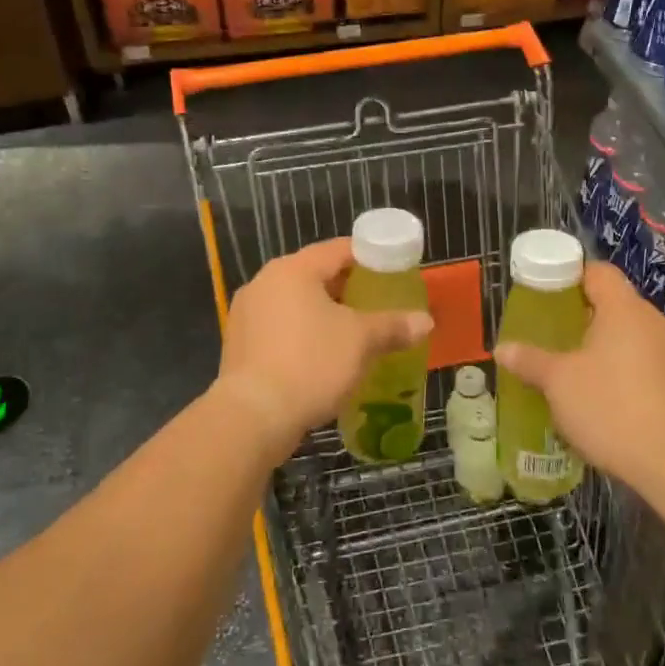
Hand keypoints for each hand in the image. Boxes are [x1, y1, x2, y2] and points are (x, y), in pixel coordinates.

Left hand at [210, 238, 433, 457]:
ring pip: (295, 303)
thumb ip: (393, 326)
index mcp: (293, 269)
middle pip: (314, 275)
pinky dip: (302, 334)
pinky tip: (321, 356)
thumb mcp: (361, 342)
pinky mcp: (239, 345)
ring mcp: (246, 314)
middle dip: (346, 288)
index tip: (391, 270)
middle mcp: (264, 282)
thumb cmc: (311, 364)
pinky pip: (279, 328)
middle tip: (376, 302)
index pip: (337, 250)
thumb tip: (425, 321)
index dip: (368, 257)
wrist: (253, 416)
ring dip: (323, 313)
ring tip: (353, 332)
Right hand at [492, 262, 664, 494]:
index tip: (548, 295)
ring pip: (634, 338)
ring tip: (580, 373)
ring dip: (609, 349)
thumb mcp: (558, 382)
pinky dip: (629, 374)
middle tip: (556, 337)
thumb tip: (502, 349)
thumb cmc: (610, 405)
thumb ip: (530, 361)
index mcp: (624, 308)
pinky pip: (651, 366)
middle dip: (586, 319)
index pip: (598, 272)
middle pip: (616, 305)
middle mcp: (655, 321)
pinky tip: (610, 401)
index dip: (571, 277)